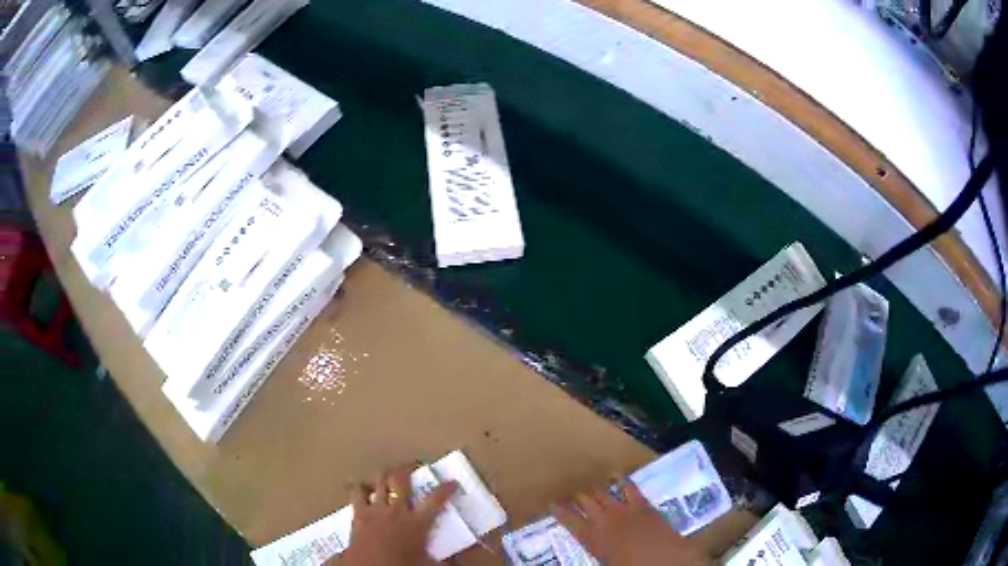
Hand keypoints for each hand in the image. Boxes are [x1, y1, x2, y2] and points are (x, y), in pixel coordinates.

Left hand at [338, 467, 457, 565]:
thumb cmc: (402, 565)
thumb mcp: (427, 563)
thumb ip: (442, 558)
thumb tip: (456, 561)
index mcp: (417, 523)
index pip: (435, 500)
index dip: (446, 489)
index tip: (452, 482)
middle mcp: (396, 510)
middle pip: (400, 481)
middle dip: (406, 470)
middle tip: (411, 466)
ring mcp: (375, 510)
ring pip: (377, 482)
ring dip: (382, 476)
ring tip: (386, 474)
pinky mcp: (358, 514)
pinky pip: (356, 493)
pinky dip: (360, 488)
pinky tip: (362, 488)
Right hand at [553, 479, 709, 565]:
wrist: (664, 561)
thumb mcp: (605, 563)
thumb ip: (596, 550)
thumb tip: (590, 543)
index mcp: (592, 539)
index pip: (568, 521)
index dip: (558, 510)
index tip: (550, 502)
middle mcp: (603, 521)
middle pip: (584, 502)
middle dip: (576, 497)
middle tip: (570, 494)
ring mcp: (623, 510)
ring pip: (602, 493)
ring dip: (594, 489)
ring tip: (589, 487)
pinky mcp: (642, 505)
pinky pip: (629, 488)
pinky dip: (621, 480)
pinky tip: (617, 475)